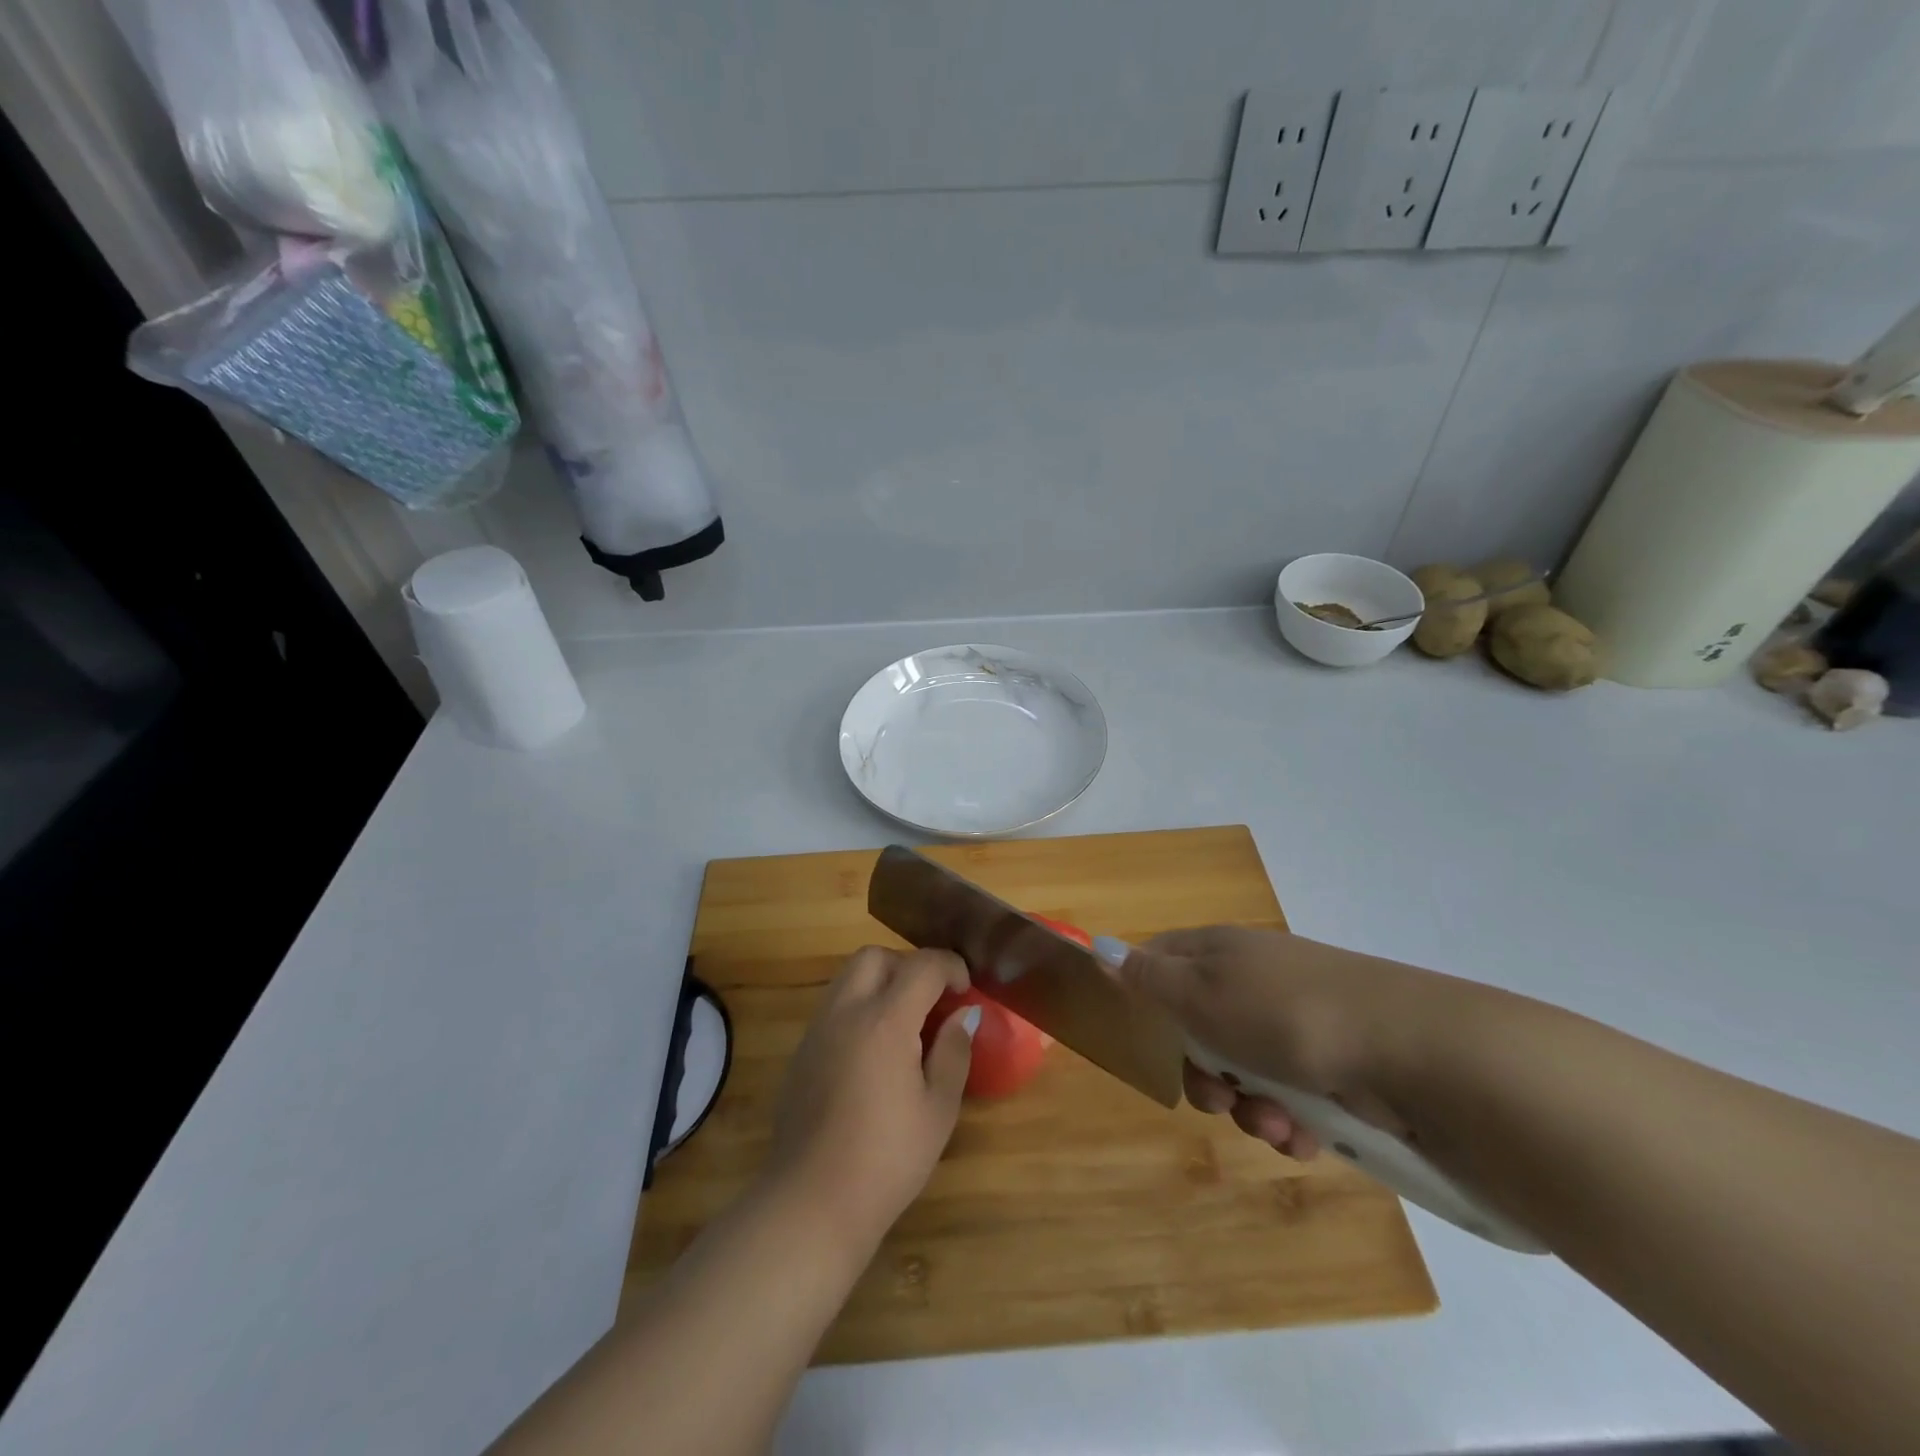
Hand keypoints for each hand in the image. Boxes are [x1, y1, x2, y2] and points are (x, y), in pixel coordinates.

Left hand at [760, 946, 976, 1253]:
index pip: (922, 966)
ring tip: (905, 1022)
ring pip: (848, 977)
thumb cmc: (887, 1159)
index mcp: (885, 1021)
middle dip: (908, 965)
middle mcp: (846, 1012)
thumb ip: (953, 1052)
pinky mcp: (801, 1052)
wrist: (811, 1203)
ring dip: (880, 982)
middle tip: (931, 999)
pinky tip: (874, 1050)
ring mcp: (817, 1030)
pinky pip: (833, 1007)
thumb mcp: (938, 1110)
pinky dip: (858, 1007)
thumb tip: (964, 1015)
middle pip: (874, 957)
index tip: (965, 989)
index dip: (950, 967)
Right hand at [1102, 926, 1466, 1158]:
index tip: (1149, 1041)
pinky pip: (1291, 1095)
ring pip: (1246, 1071)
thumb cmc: (1286, 1015)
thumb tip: (1101, 948)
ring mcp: (1297, 1021)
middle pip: (1200, 1027)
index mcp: (1219, 950)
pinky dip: (1291, 1121)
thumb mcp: (1201, 993)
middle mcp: (1255, 978)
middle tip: (1218, 1097)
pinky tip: (1306, 1137)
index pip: (1160, 961)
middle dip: (1204, 1074)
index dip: (1146, 999)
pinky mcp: (1336, 1063)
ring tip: (1276, 1127)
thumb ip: (1148, 977)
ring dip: (1250, 1108)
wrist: (1412, 1050)